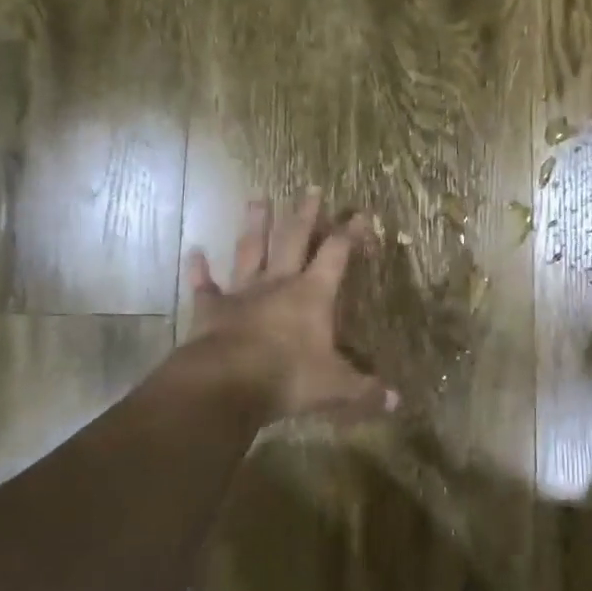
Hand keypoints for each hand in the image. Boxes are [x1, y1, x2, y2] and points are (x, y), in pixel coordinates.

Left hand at [183, 189, 398, 423]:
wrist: (227, 383)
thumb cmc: (288, 378)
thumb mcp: (335, 387)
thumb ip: (365, 390)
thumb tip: (397, 402)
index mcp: (313, 295)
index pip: (336, 254)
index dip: (350, 233)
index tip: (360, 213)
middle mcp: (278, 283)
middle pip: (293, 239)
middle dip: (305, 214)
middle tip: (311, 188)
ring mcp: (242, 293)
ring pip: (250, 251)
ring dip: (254, 225)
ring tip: (257, 198)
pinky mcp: (210, 309)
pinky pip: (204, 286)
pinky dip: (199, 270)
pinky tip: (194, 252)